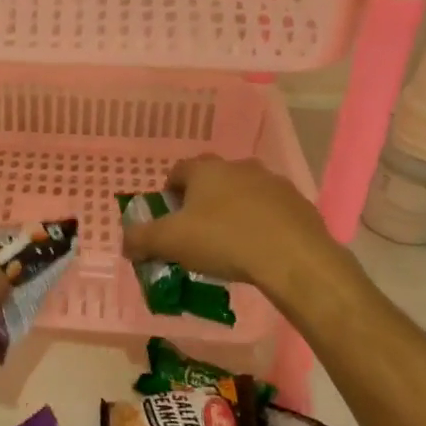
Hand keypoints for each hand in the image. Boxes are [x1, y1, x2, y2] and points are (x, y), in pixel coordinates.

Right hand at [121, 155, 360, 319]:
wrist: (293, 258)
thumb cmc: (224, 241)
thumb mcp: (170, 242)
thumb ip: (141, 239)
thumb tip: (126, 242)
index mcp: (206, 170)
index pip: (178, 171)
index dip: (169, 193)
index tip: (168, 218)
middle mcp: (239, 167)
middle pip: (213, 180)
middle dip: (203, 201)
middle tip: (197, 232)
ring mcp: (273, 183)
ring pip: (244, 193)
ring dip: (234, 211)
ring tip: (230, 244)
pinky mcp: (299, 204)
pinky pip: (271, 211)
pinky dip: (262, 225)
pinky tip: (259, 251)